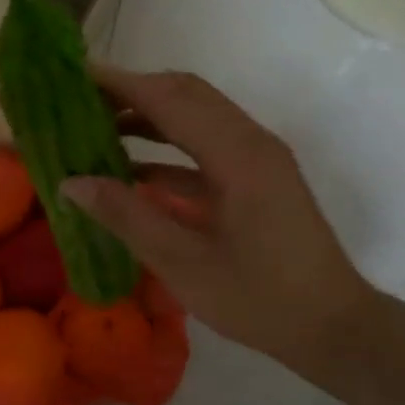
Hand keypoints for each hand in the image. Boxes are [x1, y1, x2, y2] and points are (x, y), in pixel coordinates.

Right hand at [60, 69, 374, 361]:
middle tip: (79, 99)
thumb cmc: (260, 298)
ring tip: (95, 126)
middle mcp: (250, 141)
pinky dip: (165, 144)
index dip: (120, 83)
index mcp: (238, 155)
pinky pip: (204, 143)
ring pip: (194, 115)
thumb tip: (70, 182)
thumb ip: (125, 216)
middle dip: (130, 90)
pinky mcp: (255, 176)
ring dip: (147, 114)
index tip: (74, 75)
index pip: (169, 99)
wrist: (334, 328)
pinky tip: (129, 168)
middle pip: (184, 94)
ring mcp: (256, 157)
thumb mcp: (183, 263)